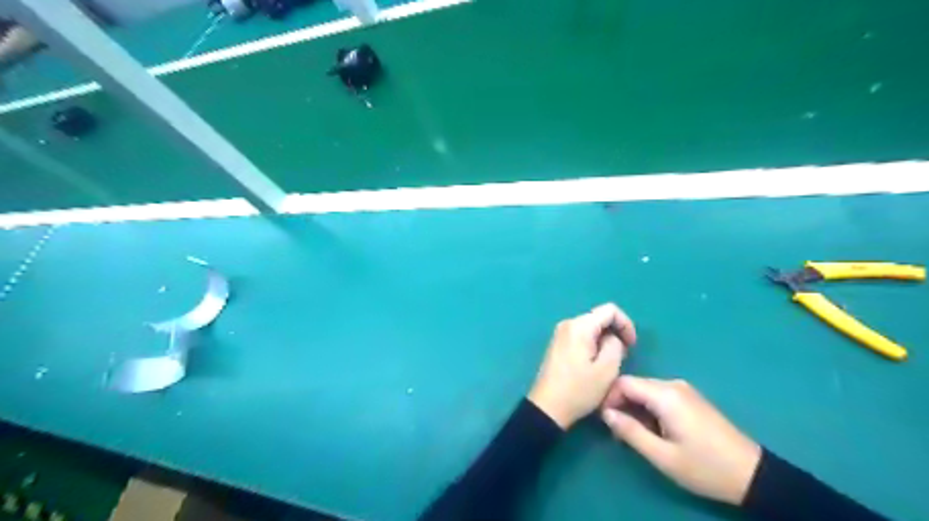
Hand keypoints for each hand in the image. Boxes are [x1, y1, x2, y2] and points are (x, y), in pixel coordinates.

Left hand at [529, 303, 639, 429]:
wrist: (547, 407)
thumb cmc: (578, 390)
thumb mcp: (607, 370)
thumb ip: (616, 346)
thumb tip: (613, 338)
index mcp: (579, 326)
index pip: (610, 310)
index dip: (626, 324)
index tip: (631, 345)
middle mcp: (567, 324)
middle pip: (599, 318)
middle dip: (614, 333)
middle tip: (622, 357)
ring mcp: (560, 334)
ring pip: (591, 328)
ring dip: (604, 341)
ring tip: (608, 364)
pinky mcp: (558, 344)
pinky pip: (581, 336)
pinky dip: (593, 345)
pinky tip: (594, 365)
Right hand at [603, 378, 760, 504]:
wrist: (752, 475)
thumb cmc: (704, 467)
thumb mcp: (662, 455)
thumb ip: (630, 431)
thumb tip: (606, 413)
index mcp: (665, 395)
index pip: (623, 382)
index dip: (608, 398)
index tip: (605, 422)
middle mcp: (673, 385)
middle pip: (634, 385)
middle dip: (621, 405)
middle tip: (618, 433)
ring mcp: (684, 390)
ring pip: (645, 390)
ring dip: (634, 408)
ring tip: (635, 435)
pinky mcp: (690, 398)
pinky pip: (659, 395)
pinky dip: (648, 409)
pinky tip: (654, 430)